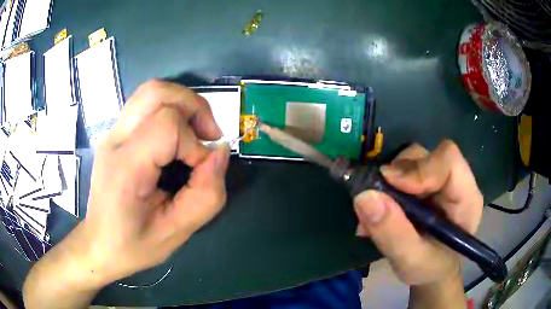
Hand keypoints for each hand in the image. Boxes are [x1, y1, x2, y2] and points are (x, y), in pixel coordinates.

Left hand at [78, 80, 229, 284]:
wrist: (99, 244)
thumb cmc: (133, 245)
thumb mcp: (176, 232)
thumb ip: (206, 195)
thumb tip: (220, 152)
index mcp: (125, 167)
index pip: (167, 126)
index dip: (194, 144)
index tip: (201, 171)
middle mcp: (115, 140)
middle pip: (157, 92)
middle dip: (194, 107)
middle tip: (208, 135)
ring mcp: (112, 133)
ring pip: (152, 91)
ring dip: (183, 104)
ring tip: (195, 132)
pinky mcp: (116, 134)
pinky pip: (146, 104)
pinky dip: (170, 110)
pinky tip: (177, 137)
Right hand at [354, 141, 482, 285]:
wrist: (431, 271)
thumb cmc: (429, 269)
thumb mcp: (411, 261)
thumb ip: (392, 233)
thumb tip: (364, 196)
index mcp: (466, 198)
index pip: (448, 161)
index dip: (419, 168)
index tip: (389, 185)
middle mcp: (455, 181)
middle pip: (426, 156)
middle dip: (397, 176)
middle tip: (375, 200)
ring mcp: (438, 179)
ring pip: (410, 160)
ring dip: (387, 183)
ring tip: (373, 214)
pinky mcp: (423, 182)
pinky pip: (400, 171)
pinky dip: (384, 187)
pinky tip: (376, 212)